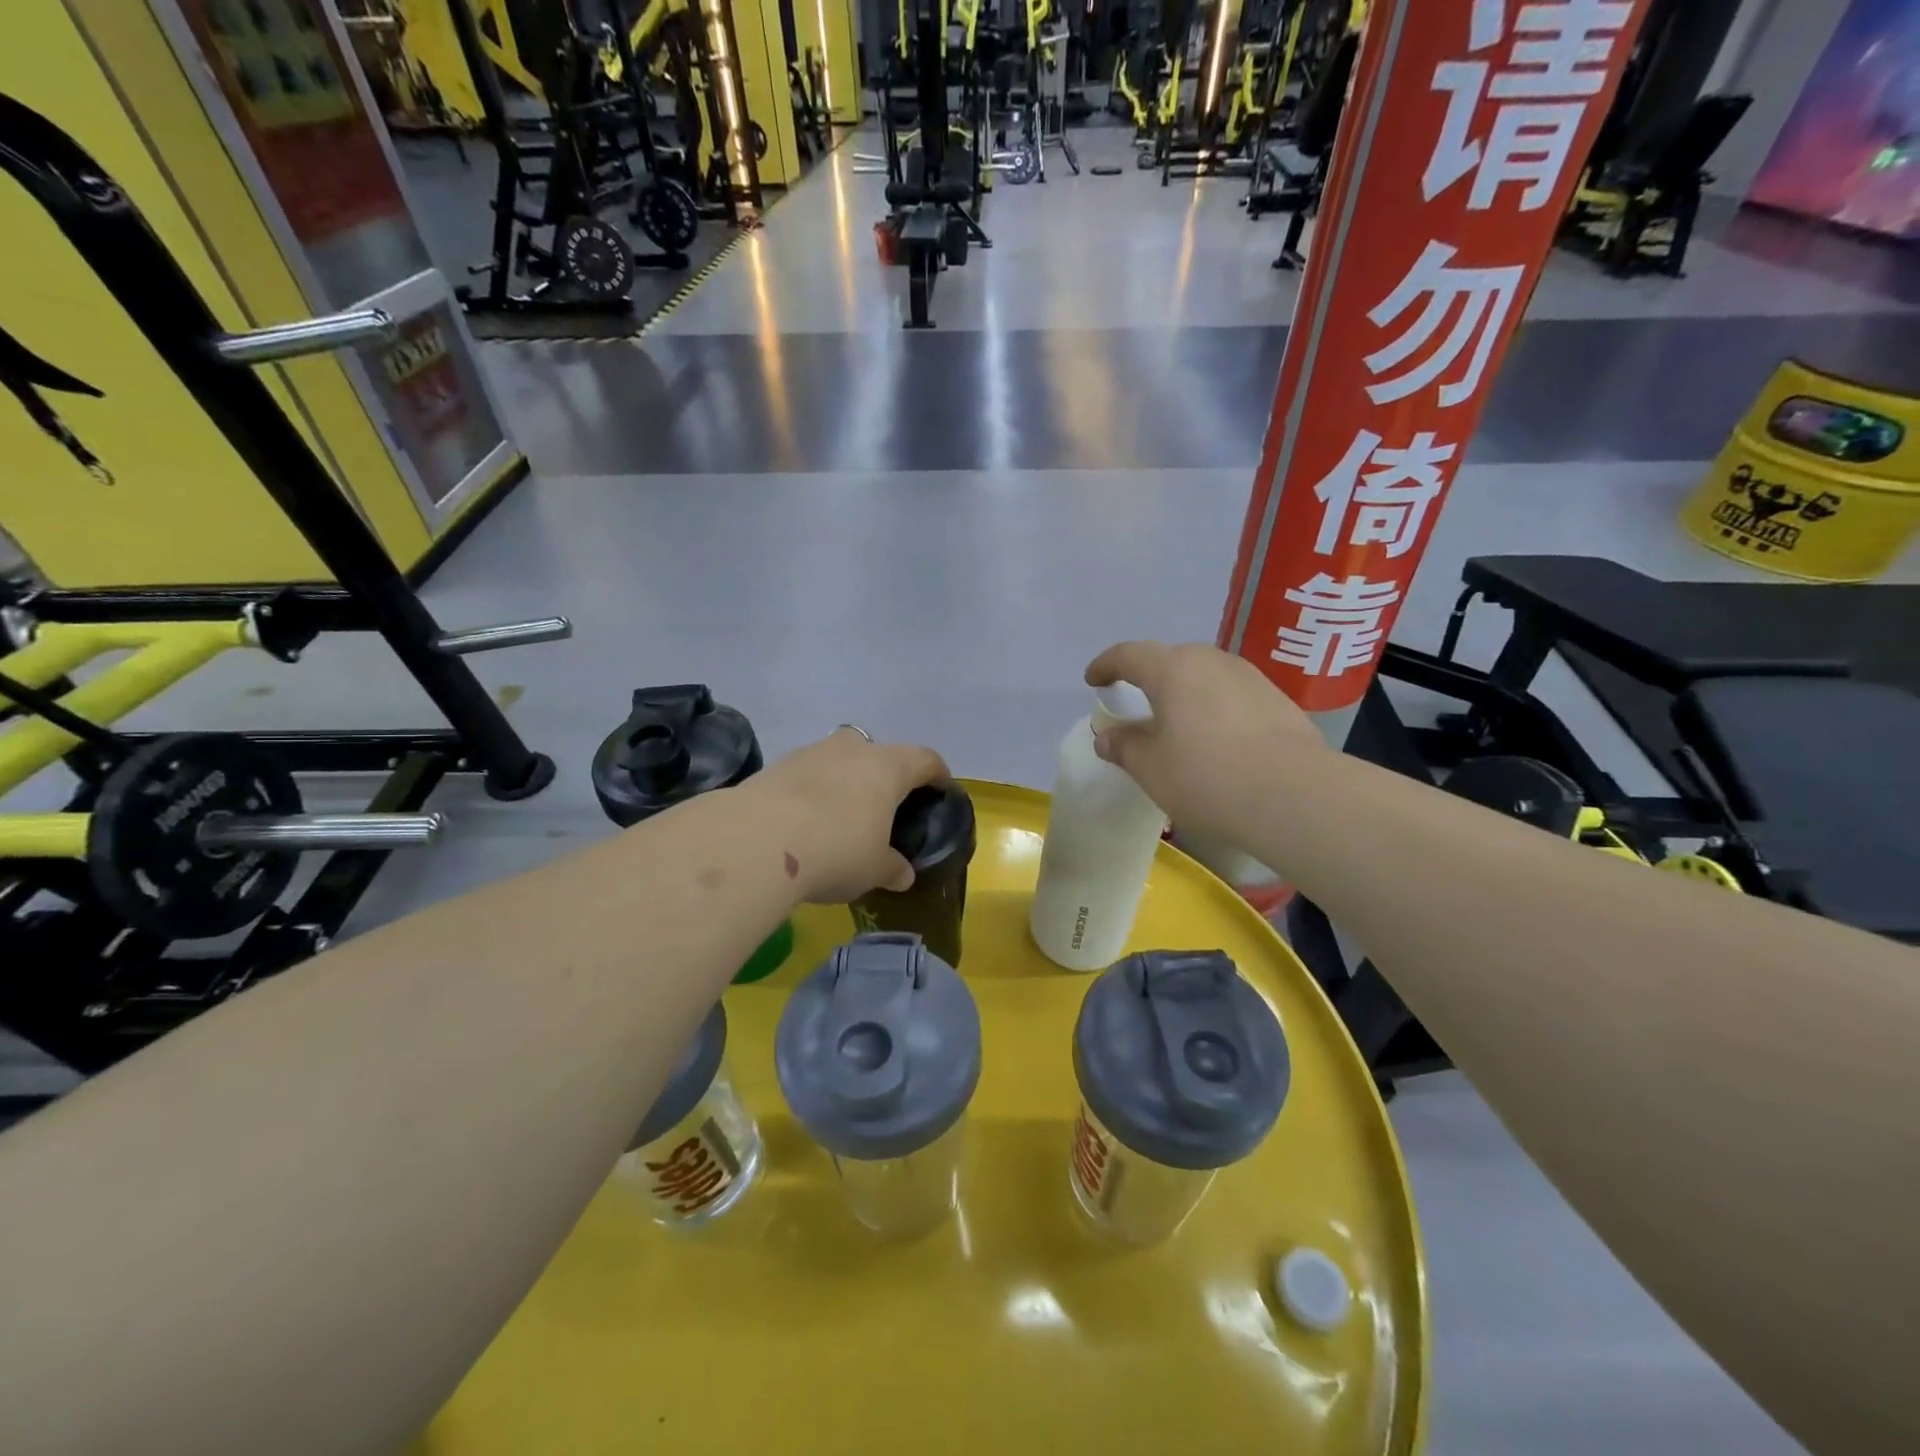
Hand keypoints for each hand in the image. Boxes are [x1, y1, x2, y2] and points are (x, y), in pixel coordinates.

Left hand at [748, 728, 950, 903]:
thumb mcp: (874, 869)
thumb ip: (893, 868)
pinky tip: (804, 822)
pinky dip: (811, 792)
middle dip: (884, 774)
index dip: (937, 773)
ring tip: (840, 816)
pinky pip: (806, 775)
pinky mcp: (776, 766)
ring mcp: (811, 752)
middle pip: (878, 751)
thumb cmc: (836, 850)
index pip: (925, 759)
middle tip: (884, 806)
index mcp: (888, 767)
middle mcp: (852, 749)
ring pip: (838, 760)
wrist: (757, 841)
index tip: (940, 788)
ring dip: (844, 781)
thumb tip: (903, 875)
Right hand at [1085, 641, 1325, 846]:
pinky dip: (1216, 708)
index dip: (1107, 665)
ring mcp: (1250, 678)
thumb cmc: (1207, 777)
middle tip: (1138, 702)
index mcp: (1173, 670)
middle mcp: (1212, 662)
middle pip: (1171, 660)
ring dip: (1186, 692)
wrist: (1295, 795)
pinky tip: (1219, 739)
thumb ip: (1124, 746)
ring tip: (1179, 723)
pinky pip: (1233, 695)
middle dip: (1149, 677)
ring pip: (1206, 676)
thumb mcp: (1151, 768)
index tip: (1093, 680)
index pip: (1129, 655)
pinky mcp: (1278, 700)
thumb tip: (1107, 736)